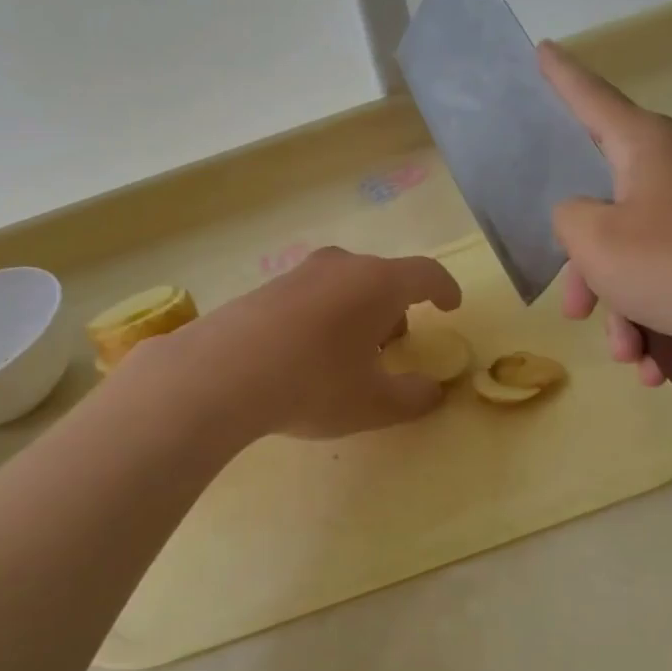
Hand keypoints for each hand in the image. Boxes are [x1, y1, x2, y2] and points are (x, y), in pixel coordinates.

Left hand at [125, 247, 462, 439]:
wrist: (221, 374)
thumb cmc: (314, 383)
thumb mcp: (373, 404)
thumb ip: (413, 398)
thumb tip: (434, 392)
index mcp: (378, 283)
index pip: (425, 274)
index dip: (444, 289)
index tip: (451, 306)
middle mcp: (341, 267)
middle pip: (383, 278)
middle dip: (397, 308)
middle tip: (395, 344)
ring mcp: (299, 274)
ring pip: (345, 285)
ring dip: (359, 312)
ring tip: (350, 354)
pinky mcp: (265, 288)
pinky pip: (312, 295)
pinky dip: (325, 316)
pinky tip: (308, 353)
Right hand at [540, 41, 671, 381]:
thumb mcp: (596, 242)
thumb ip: (568, 218)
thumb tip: (583, 215)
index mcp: (645, 147)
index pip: (591, 99)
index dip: (561, 78)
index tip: (544, 49)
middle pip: (608, 205)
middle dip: (587, 266)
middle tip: (576, 310)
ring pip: (640, 251)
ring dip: (624, 304)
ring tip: (629, 353)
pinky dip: (659, 313)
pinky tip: (659, 362)